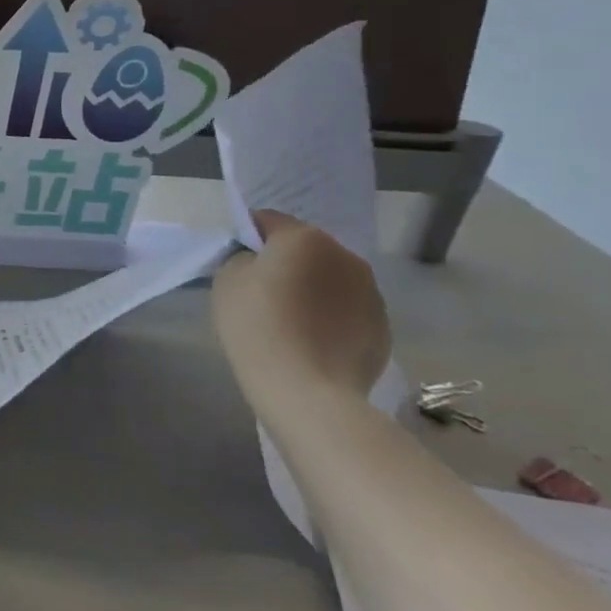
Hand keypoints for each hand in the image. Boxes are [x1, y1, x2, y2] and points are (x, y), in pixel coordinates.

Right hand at [212, 210, 391, 402]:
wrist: (308, 391)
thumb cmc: (257, 326)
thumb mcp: (227, 280)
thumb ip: (242, 259)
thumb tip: (260, 262)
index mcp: (305, 238)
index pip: (268, 220)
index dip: (247, 237)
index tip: (235, 262)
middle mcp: (345, 256)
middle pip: (304, 249)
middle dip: (285, 263)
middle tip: (261, 292)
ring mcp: (371, 292)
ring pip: (330, 279)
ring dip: (311, 289)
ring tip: (289, 320)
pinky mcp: (383, 326)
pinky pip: (347, 309)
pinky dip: (330, 316)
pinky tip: (311, 341)